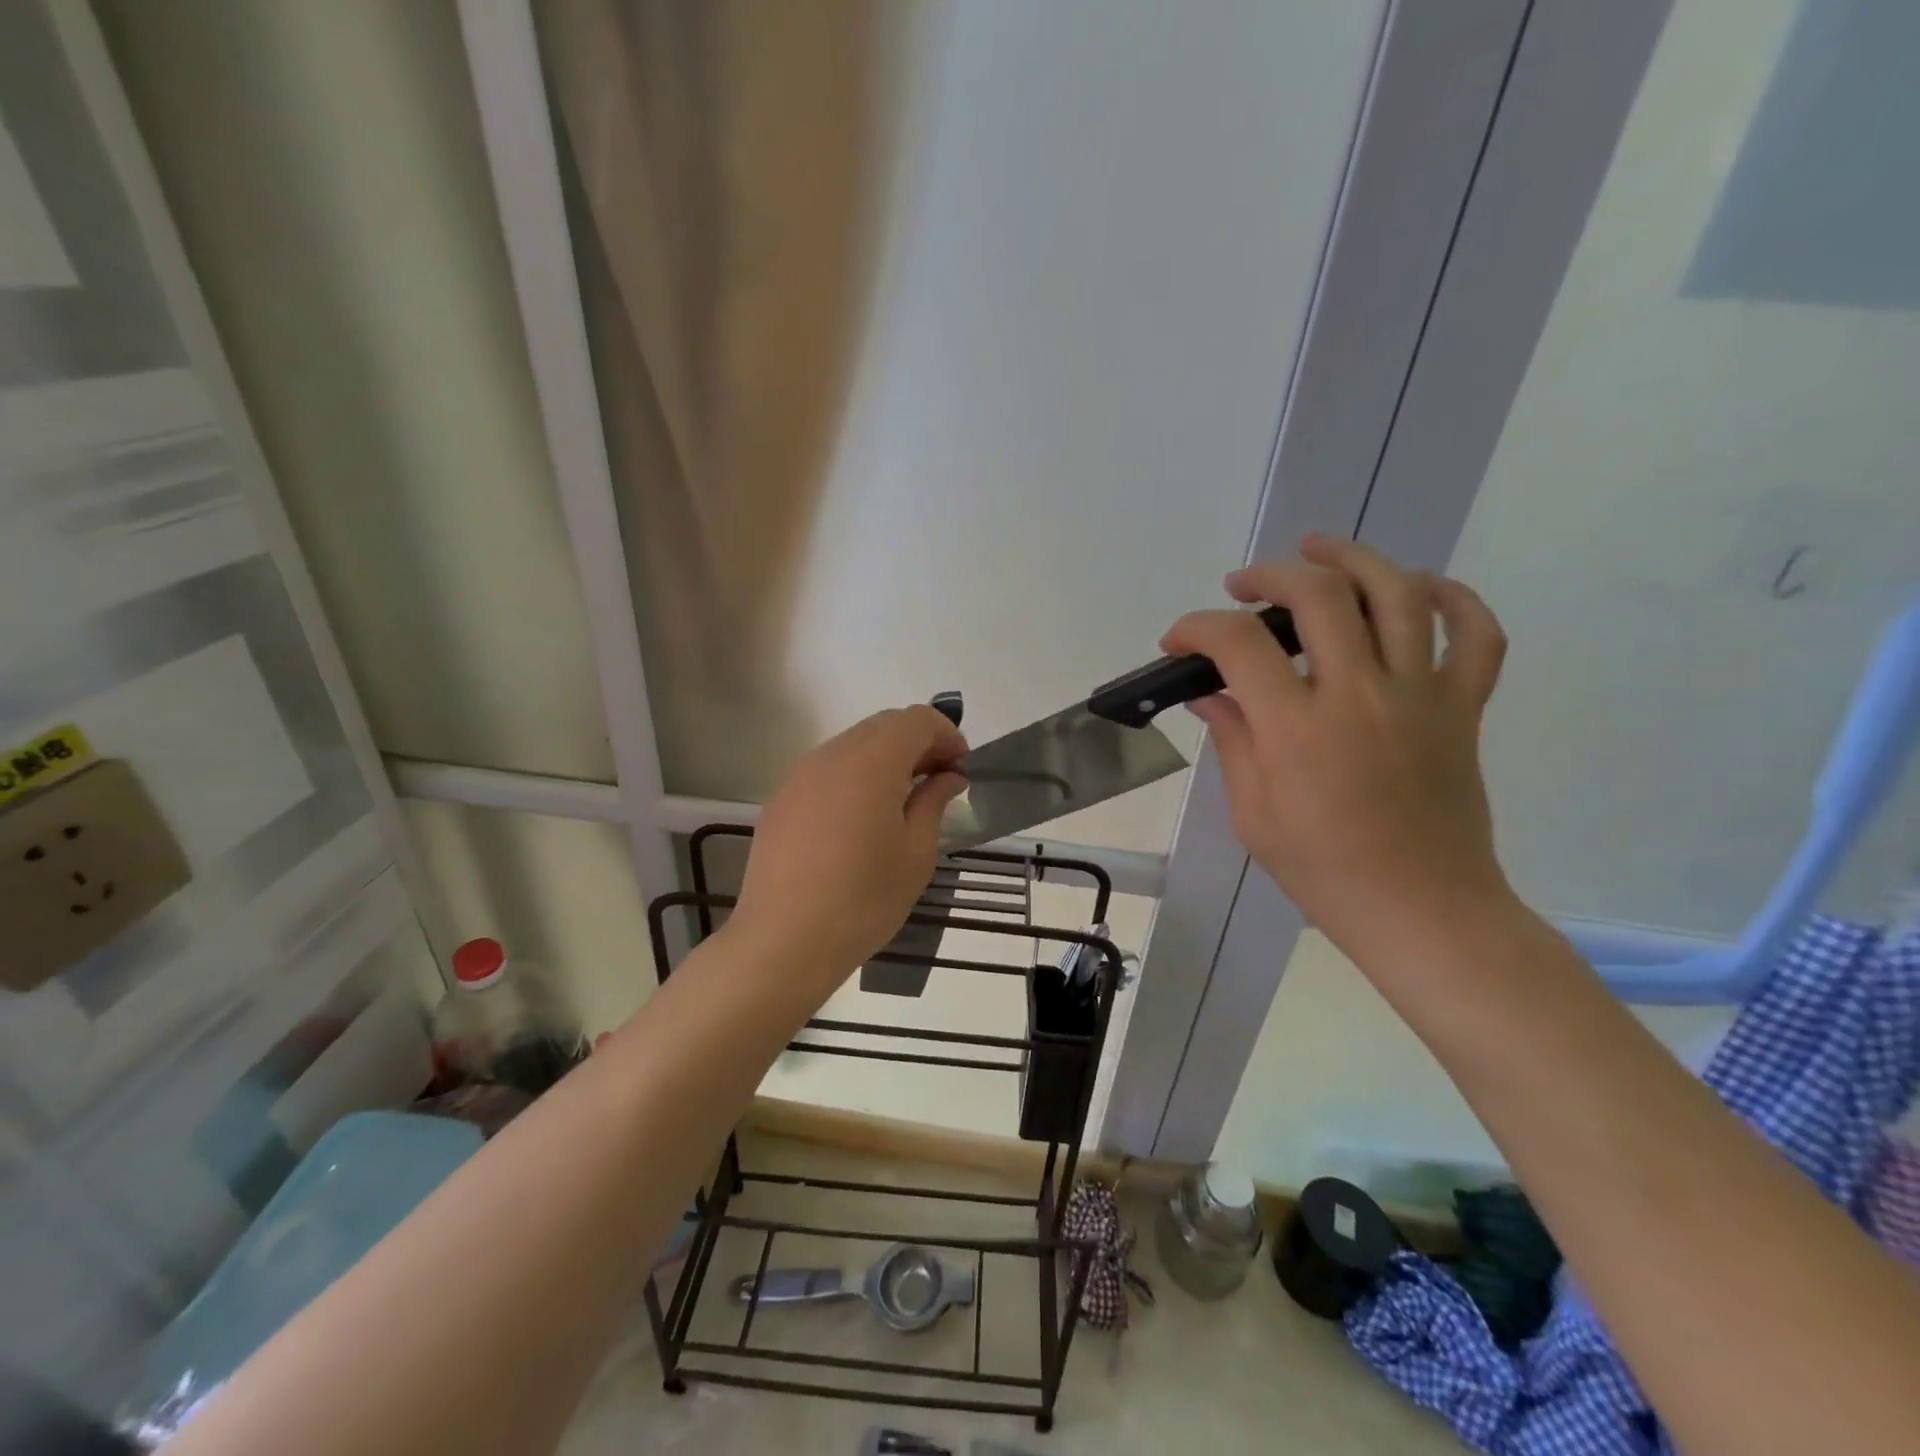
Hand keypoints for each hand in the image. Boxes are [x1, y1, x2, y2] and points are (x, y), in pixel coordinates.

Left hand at [731, 706, 967, 989]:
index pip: (917, 720)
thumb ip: (934, 801)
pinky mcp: (782, 798)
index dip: (946, 735)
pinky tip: (862, 818)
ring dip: (886, 758)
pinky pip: (828, 769)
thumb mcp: (916, 854)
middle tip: (939, 781)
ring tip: (903, 800)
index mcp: (871, 762)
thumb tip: (947, 776)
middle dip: (918, 743)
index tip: (961, 768)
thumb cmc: (863, 900)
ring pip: (853, 744)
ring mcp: (800, 775)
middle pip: (884, 725)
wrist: (784, 942)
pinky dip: (856, 775)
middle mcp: (832, 755)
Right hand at [1161, 536, 1513, 962]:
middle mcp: (1361, 695)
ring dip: (1351, 558)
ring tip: (1317, 550)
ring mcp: (1422, 695)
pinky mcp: (1464, 707)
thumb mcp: (1253, 814)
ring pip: (1397, 594)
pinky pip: (1476, 633)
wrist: (1422, 909)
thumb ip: (1232, 741)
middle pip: (1318, 595)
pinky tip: (1417, 587)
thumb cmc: (1323, 870)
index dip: (1197, 627)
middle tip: (1242, 585)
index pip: (1238, 645)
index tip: (1178, 640)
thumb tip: (1208, 694)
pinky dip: (1453, 597)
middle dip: (1269, 575)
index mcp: (1298, 730)